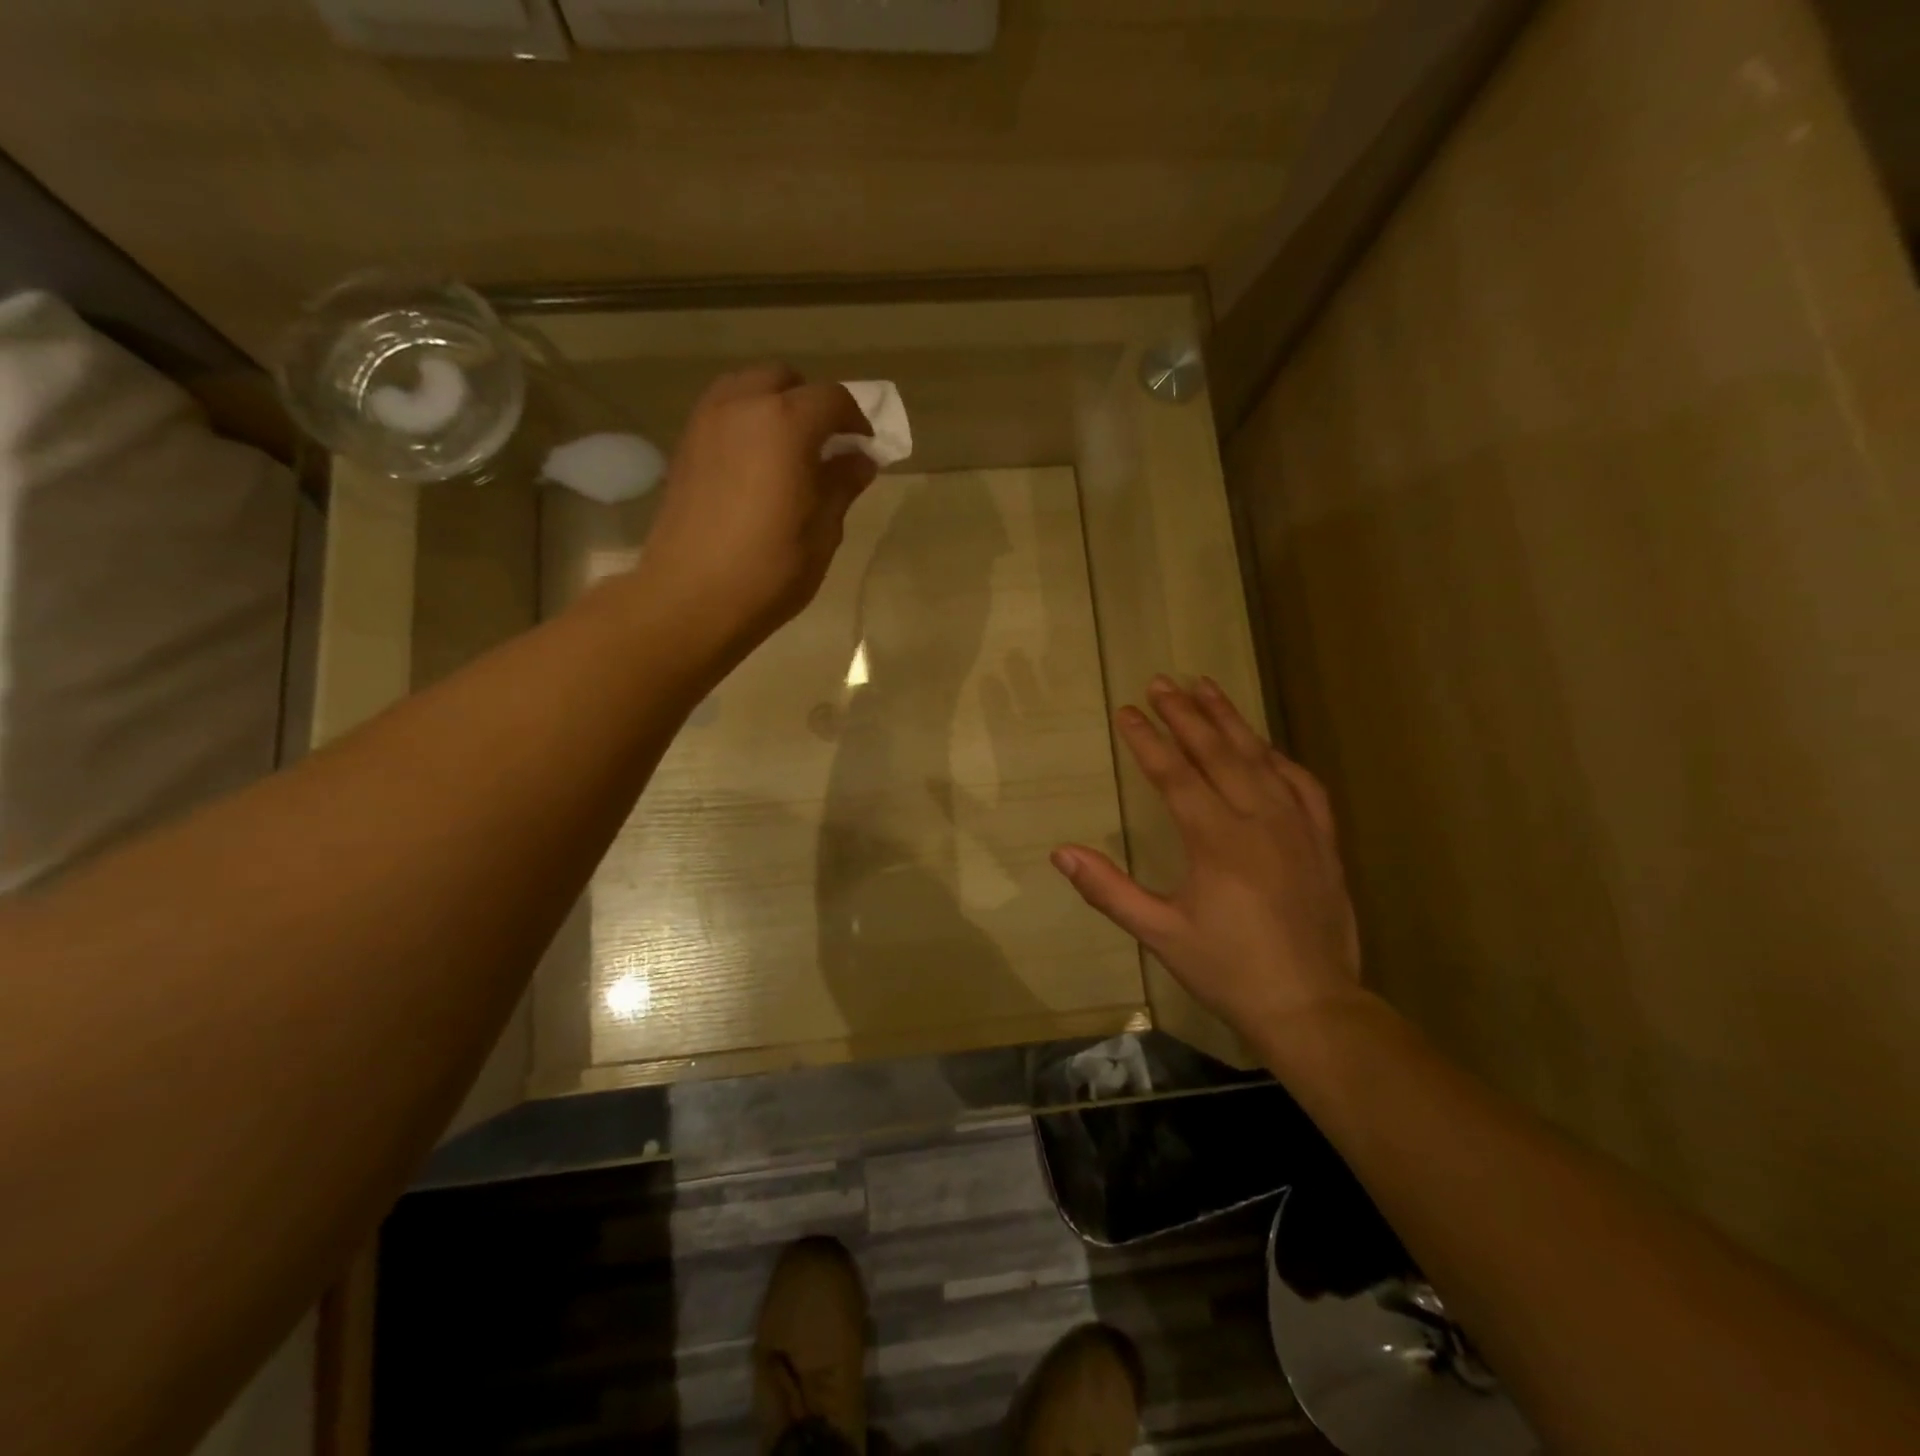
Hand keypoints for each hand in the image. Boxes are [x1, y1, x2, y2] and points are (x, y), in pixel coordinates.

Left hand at [640, 365, 876, 653]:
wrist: (690, 598)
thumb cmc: (769, 570)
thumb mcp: (822, 532)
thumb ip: (842, 486)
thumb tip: (859, 461)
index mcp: (785, 424)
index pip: (832, 399)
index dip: (856, 421)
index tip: (865, 451)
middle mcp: (742, 406)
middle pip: (785, 381)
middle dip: (812, 405)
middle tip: (827, 448)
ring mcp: (707, 422)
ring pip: (748, 388)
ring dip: (775, 407)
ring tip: (789, 454)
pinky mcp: (686, 446)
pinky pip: (724, 412)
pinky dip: (747, 423)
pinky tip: (757, 466)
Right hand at [1050, 676, 1366, 1043]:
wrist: (1311, 1005)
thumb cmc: (1227, 970)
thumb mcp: (1159, 934)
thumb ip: (1109, 890)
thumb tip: (1061, 852)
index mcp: (1216, 841)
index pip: (1175, 774)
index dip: (1148, 740)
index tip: (1127, 711)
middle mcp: (1258, 820)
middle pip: (1218, 753)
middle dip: (1186, 714)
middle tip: (1161, 681)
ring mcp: (1298, 826)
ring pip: (1261, 758)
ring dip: (1230, 719)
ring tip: (1206, 686)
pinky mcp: (1324, 840)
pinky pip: (1302, 783)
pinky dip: (1279, 757)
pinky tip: (1265, 745)